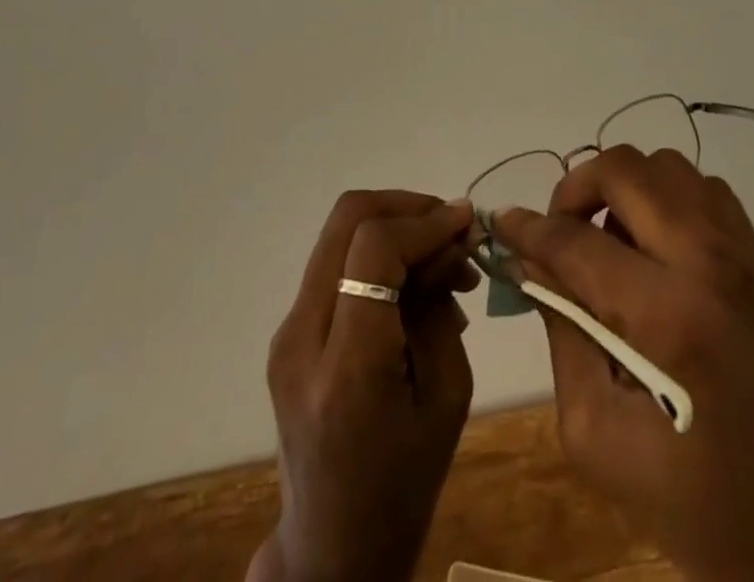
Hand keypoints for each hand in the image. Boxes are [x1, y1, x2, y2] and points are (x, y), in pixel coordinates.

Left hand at [251, 191, 479, 581]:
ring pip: (340, 232)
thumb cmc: (404, 484)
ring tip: (443, 261)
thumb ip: (442, 307)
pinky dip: (379, 253)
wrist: (332, 548)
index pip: (374, 248)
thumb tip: (449, 239)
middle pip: (347, 219)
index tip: (467, 223)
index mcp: (346, 369)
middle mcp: (302, 338)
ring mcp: (286, 332)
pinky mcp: (288, 332)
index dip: (425, 221)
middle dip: (407, 206)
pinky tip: (415, 284)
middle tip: (452, 229)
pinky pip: (337, 263)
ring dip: (396, 227)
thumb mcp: (447, 396)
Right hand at [493, 148, 753, 581]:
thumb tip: (531, 258)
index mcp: (666, 318)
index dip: (530, 228)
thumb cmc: (681, 492)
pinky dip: (668, 197)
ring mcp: (743, 254)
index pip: (578, 242)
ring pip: (668, 166)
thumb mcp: (592, 430)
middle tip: (562, 230)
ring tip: (610, 236)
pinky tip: (655, 244)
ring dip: (626, 188)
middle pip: (627, 171)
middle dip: (577, 189)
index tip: (504, 224)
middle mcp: (709, 265)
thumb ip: (561, 328)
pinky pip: (705, 189)